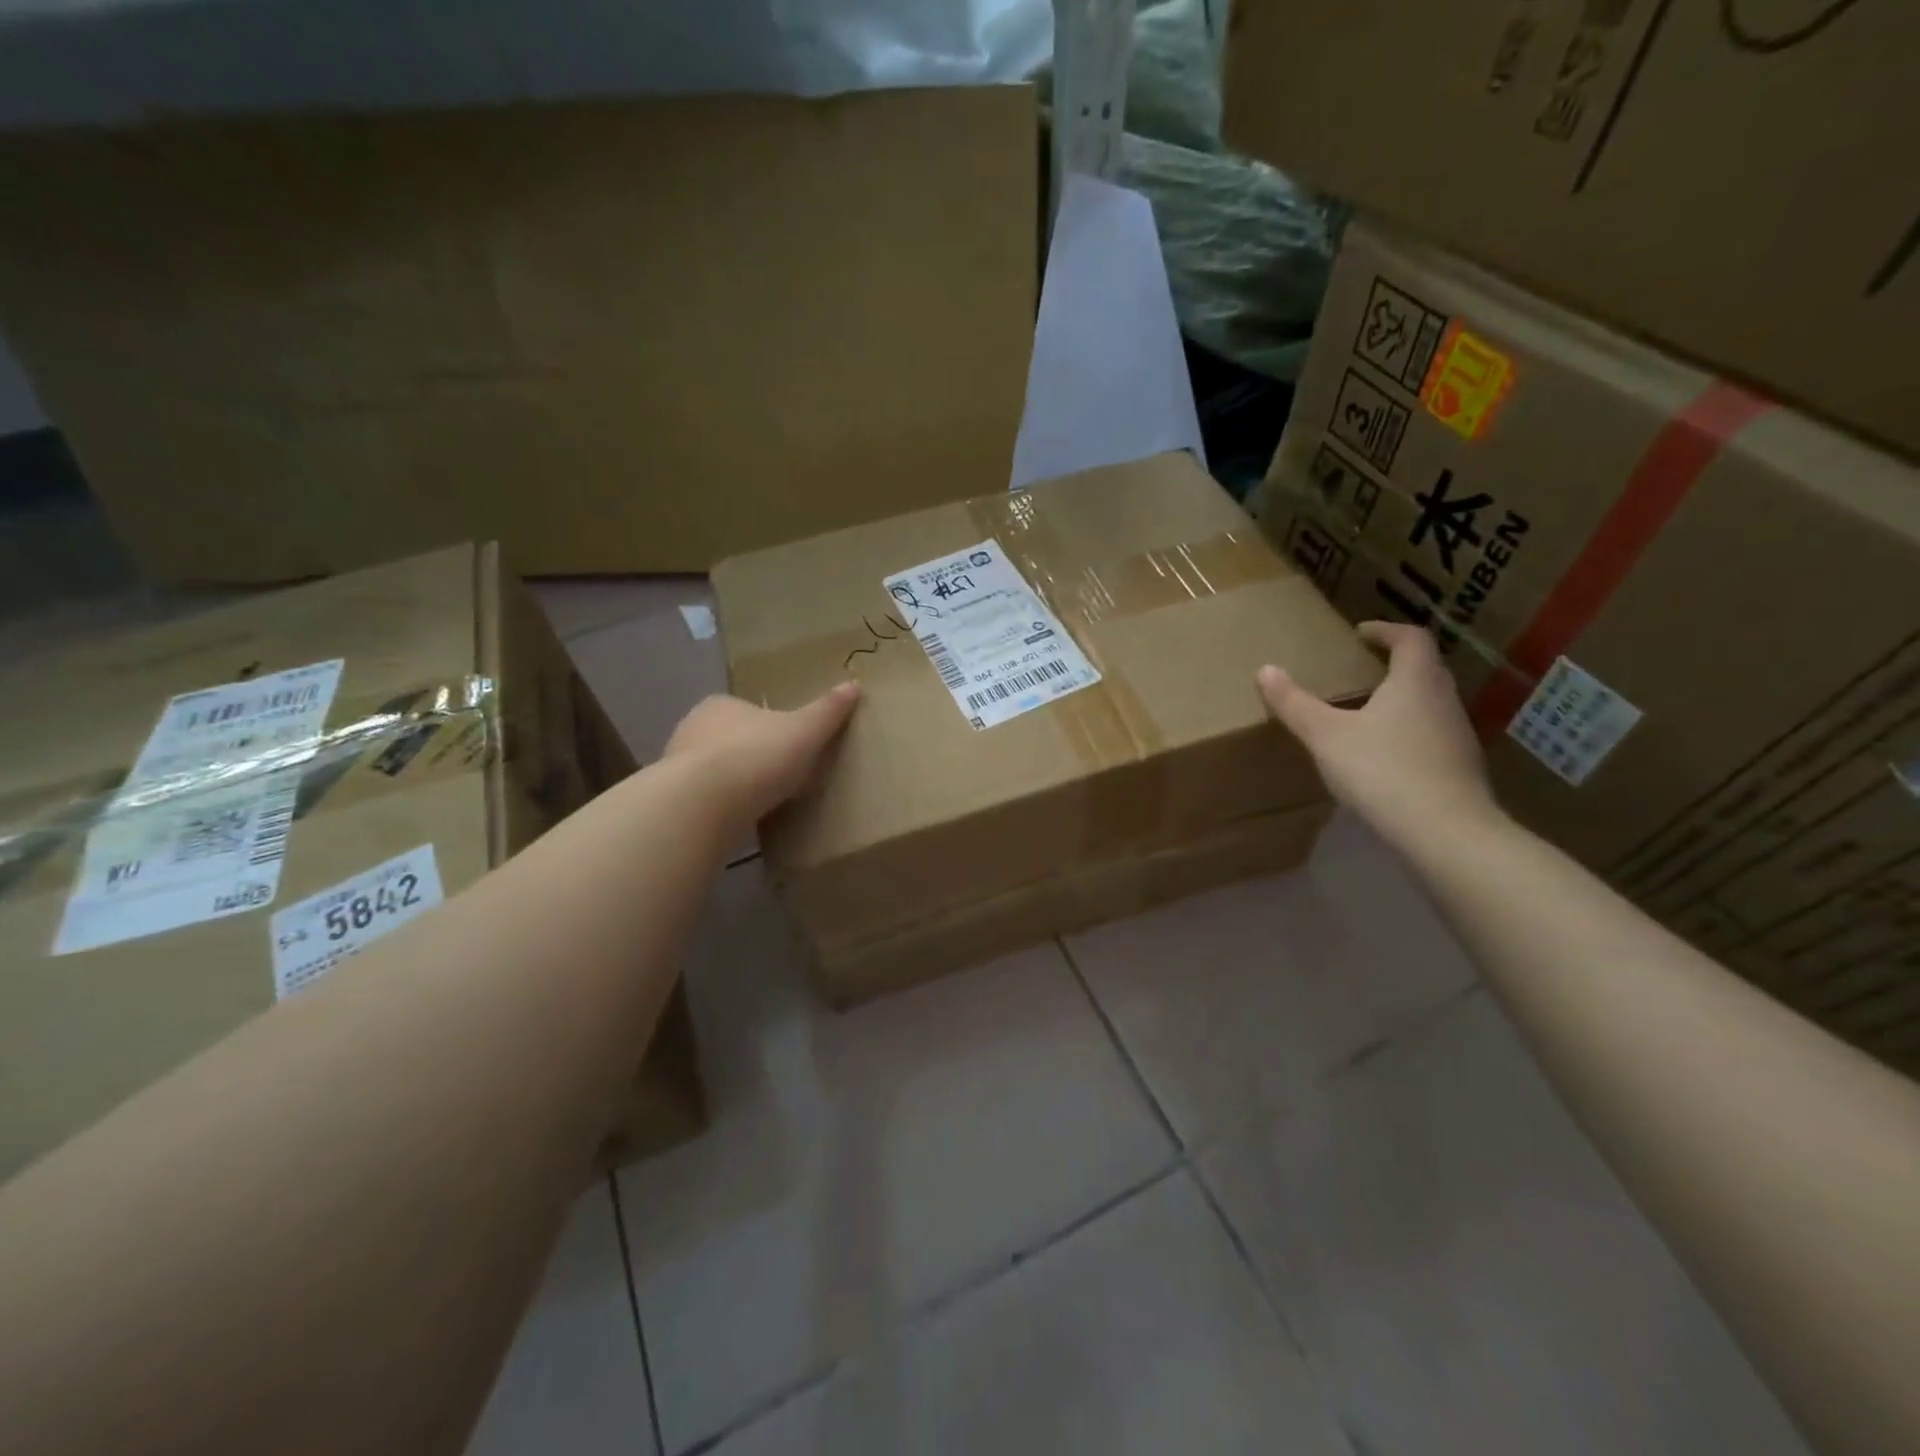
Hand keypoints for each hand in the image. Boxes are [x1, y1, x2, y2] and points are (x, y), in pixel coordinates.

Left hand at [662, 684, 861, 825]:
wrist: (702, 805)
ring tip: (762, 805)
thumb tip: (854, 685)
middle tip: (780, 778)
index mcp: (721, 705)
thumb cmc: (756, 757)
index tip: (791, 749)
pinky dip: (720, 809)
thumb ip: (827, 711)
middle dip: (751, 757)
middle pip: (730, 740)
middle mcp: (692, 729)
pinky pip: (704, 801)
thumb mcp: (804, 732)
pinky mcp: (673, 801)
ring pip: (713, 772)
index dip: (771, 728)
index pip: (748, 711)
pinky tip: (740, 822)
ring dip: (733, 785)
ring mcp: (676, 767)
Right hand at [1257, 621, 1499, 847]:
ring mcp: (1457, 735)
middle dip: (1392, 664)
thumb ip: (1295, 703)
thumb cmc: (1382, 770)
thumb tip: (1265, 670)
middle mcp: (1443, 699)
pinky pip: (1431, 735)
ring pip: (1429, 703)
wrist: (1445, 831)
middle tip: (1358, 670)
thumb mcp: (1326, 736)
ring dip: (1401, 700)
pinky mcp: (1460, 767)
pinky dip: (1408, 732)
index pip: (1411, 638)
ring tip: (1365, 713)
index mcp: (1415, 681)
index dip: (1385, 630)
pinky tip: (1383, 756)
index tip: (1359, 634)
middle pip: (1424, 669)